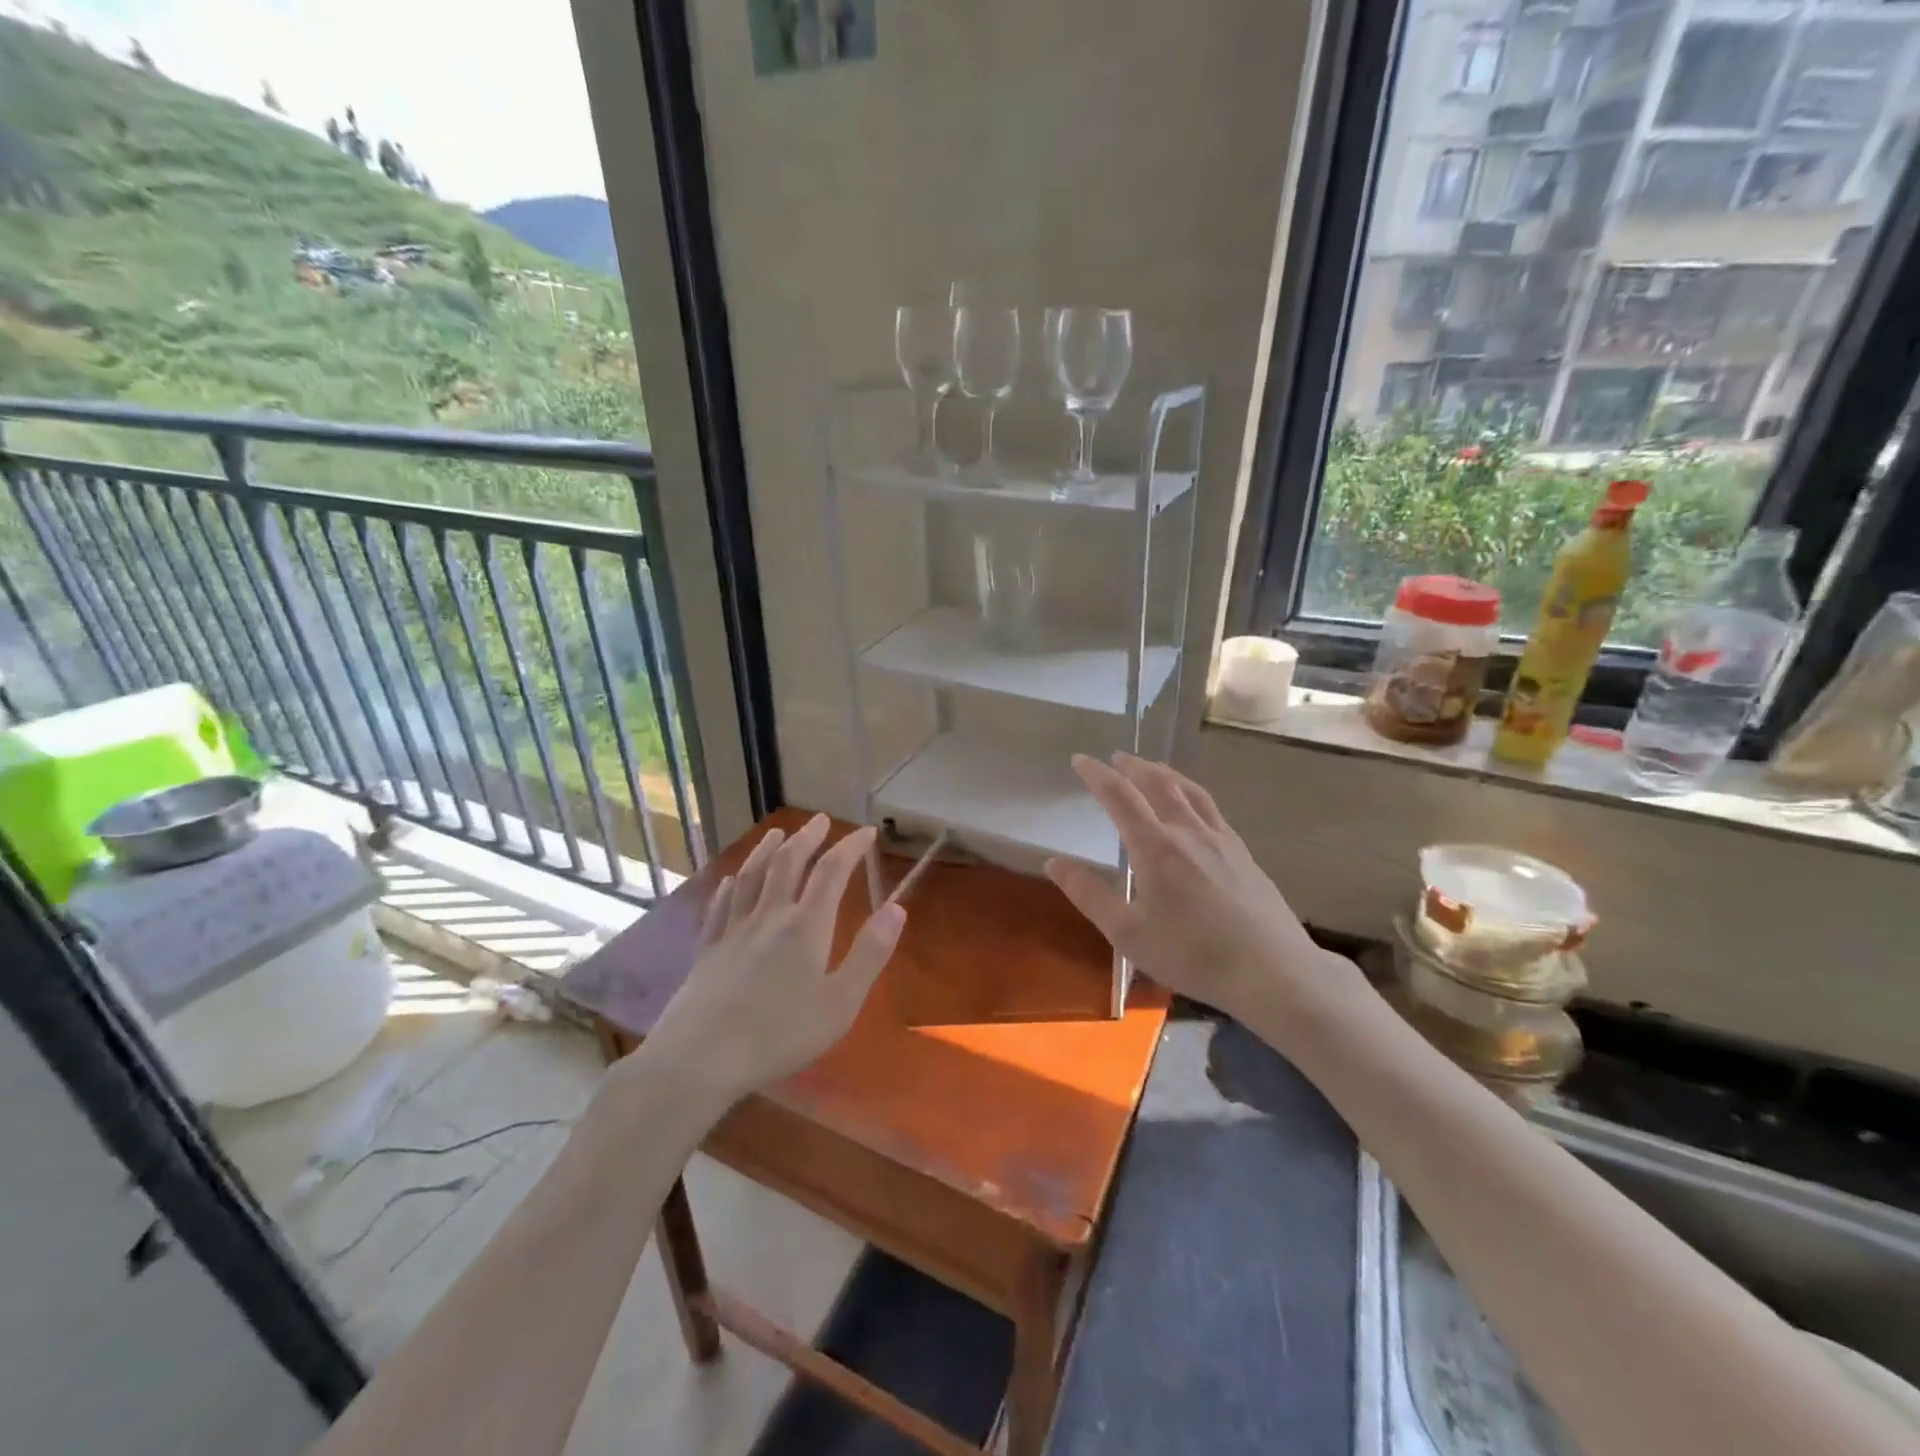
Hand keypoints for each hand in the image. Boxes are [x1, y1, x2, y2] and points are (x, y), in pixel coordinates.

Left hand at [640, 816, 906, 1106]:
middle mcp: (769, 916)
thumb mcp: (840, 1002)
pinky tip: (732, 880)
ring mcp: (733, 931)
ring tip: (778, 833)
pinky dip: (731, 886)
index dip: (851, 847)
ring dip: (768, 850)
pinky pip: (721, 906)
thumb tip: (897, 908)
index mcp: (806, 927)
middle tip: (821, 820)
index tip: (867, 832)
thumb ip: (870, 953)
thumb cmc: (780, 1035)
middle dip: (808, 838)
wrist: (701, 1058)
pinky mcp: (708, 950)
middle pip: (788, 863)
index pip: (832, 872)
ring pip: (752, 877)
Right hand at [1045, 753, 1358, 1025]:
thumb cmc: (1192, 955)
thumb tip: (1054, 862)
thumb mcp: (1128, 933)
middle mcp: (1188, 832)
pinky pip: (1212, 809)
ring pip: (1190, 791)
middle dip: (1133, 767)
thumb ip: (1089, 895)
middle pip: (1159, 784)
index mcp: (1156, 847)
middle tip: (1116, 757)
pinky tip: (1195, 808)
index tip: (1080, 759)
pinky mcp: (1244, 854)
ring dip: (1166, 773)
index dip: (1097, 775)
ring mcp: (1222, 840)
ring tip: (1153, 768)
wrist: (1272, 971)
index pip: (1120, 797)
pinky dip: (1193, 794)